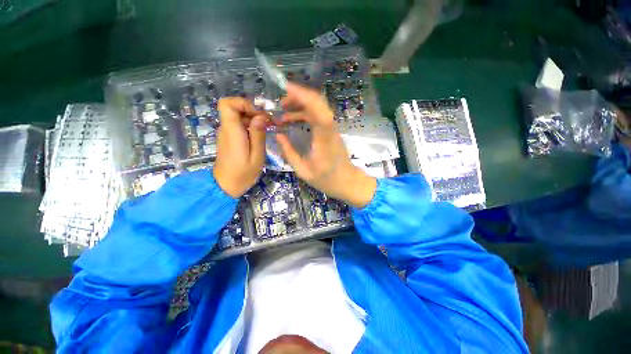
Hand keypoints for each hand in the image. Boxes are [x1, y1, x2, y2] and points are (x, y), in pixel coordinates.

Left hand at [214, 98, 267, 197]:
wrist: (226, 186)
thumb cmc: (243, 174)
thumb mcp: (257, 156)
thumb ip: (258, 135)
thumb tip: (260, 117)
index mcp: (232, 131)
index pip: (227, 104)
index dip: (243, 103)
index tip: (259, 113)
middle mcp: (226, 129)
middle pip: (235, 108)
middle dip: (254, 111)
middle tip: (270, 122)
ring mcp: (227, 134)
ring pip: (238, 116)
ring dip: (254, 119)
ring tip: (268, 128)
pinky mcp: (229, 139)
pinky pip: (239, 126)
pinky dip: (250, 126)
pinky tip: (260, 135)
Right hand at [275, 82, 376, 207]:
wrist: (347, 181)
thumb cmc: (327, 179)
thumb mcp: (303, 170)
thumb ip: (289, 153)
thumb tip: (277, 135)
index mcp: (324, 140)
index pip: (318, 112)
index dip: (304, 97)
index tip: (287, 89)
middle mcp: (330, 130)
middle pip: (319, 104)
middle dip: (299, 96)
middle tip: (280, 102)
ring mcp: (331, 129)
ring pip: (318, 108)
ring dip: (300, 104)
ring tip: (282, 111)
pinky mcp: (331, 131)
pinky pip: (318, 116)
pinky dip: (304, 113)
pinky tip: (292, 120)